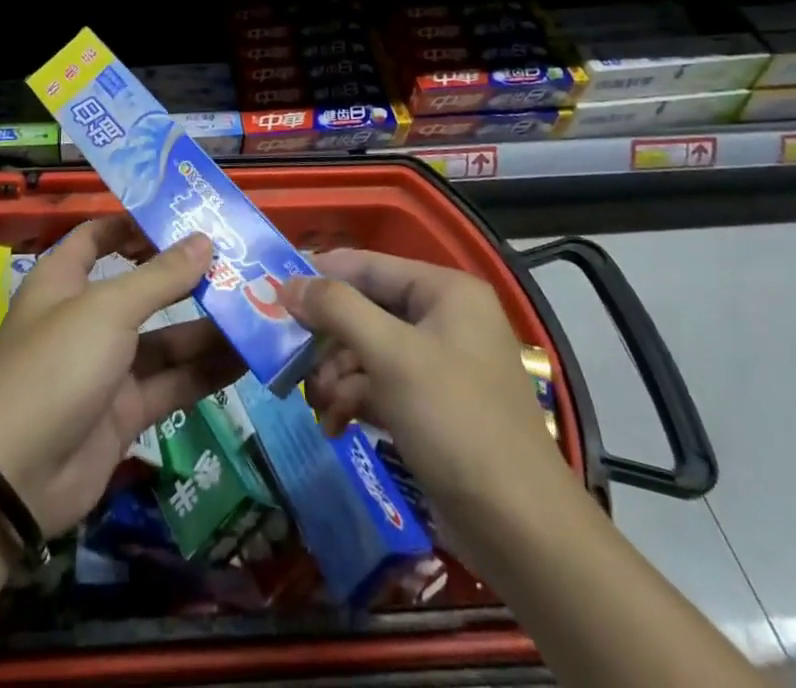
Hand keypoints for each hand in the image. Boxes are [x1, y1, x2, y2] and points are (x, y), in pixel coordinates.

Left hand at [0, 217, 242, 537]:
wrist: (16, 477)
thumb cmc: (56, 365)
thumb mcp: (108, 310)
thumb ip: (160, 277)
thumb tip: (204, 240)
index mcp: (65, 279)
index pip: (99, 236)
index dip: (136, 224)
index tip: (183, 218)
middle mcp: (86, 317)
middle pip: (142, 287)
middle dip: (187, 277)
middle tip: (240, 263)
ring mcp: (107, 366)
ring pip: (164, 338)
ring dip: (206, 327)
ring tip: (258, 309)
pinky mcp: (125, 410)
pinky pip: (172, 382)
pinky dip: (205, 371)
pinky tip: (247, 358)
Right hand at [280, 249, 563, 507]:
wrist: (522, 530)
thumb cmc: (456, 422)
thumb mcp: (391, 356)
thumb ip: (337, 309)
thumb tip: (288, 283)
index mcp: (445, 291)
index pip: (368, 265)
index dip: (320, 275)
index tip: (273, 292)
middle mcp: (445, 318)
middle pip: (366, 309)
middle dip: (328, 340)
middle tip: (291, 362)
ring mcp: (441, 364)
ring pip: (369, 351)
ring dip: (337, 376)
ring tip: (318, 406)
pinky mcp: (435, 406)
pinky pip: (382, 385)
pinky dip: (356, 400)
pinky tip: (335, 425)